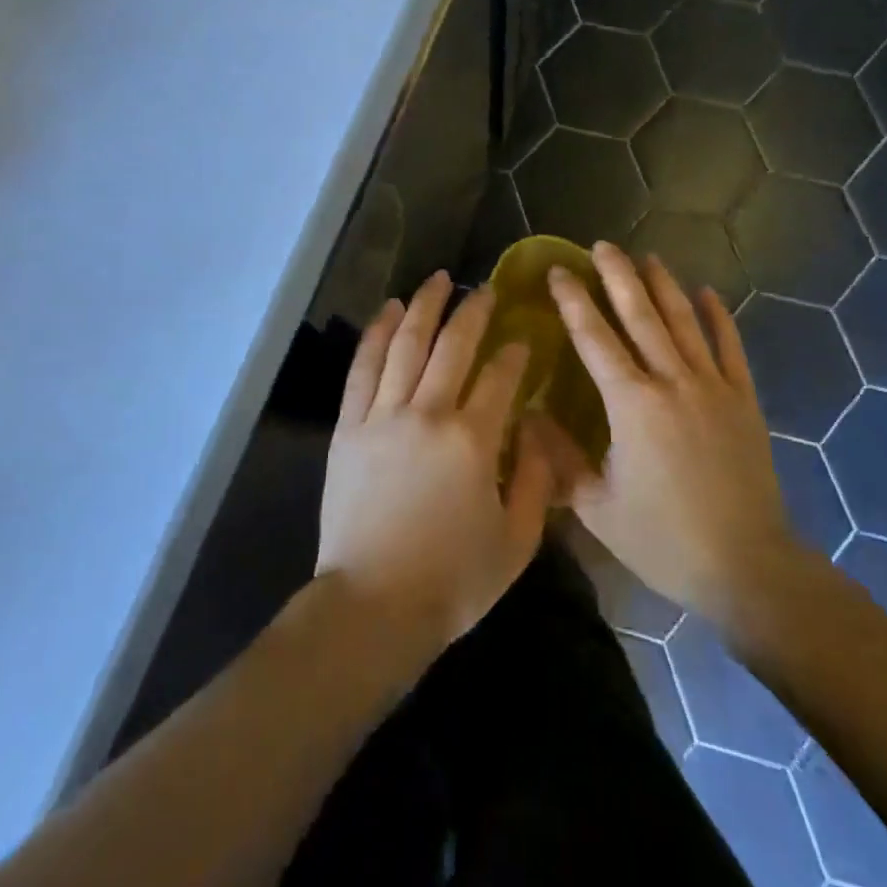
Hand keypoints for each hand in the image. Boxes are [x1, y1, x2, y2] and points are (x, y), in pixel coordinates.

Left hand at [316, 273, 561, 665]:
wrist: (374, 606)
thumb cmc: (453, 581)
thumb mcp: (517, 541)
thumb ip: (537, 480)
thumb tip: (536, 428)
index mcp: (473, 440)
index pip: (500, 377)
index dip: (515, 353)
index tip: (523, 338)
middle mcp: (428, 413)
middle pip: (452, 346)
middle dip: (472, 311)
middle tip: (484, 289)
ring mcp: (383, 415)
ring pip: (405, 344)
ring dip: (424, 307)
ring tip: (437, 280)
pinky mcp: (349, 426)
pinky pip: (363, 368)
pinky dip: (375, 333)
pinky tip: (387, 310)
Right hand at [546, 243, 811, 635]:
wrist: (746, 566)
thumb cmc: (664, 539)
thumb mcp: (597, 507)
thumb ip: (559, 458)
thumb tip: (527, 416)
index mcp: (631, 404)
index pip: (594, 338)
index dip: (573, 301)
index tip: (558, 271)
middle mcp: (671, 381)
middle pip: (640, 315)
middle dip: (618, 276)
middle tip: (601, 245)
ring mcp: (712, 386)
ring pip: (683, 322)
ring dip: (663, 286)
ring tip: (646, 257)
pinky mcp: (743, 400)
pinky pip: (730, 347)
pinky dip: (718, 317)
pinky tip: (707, 291)